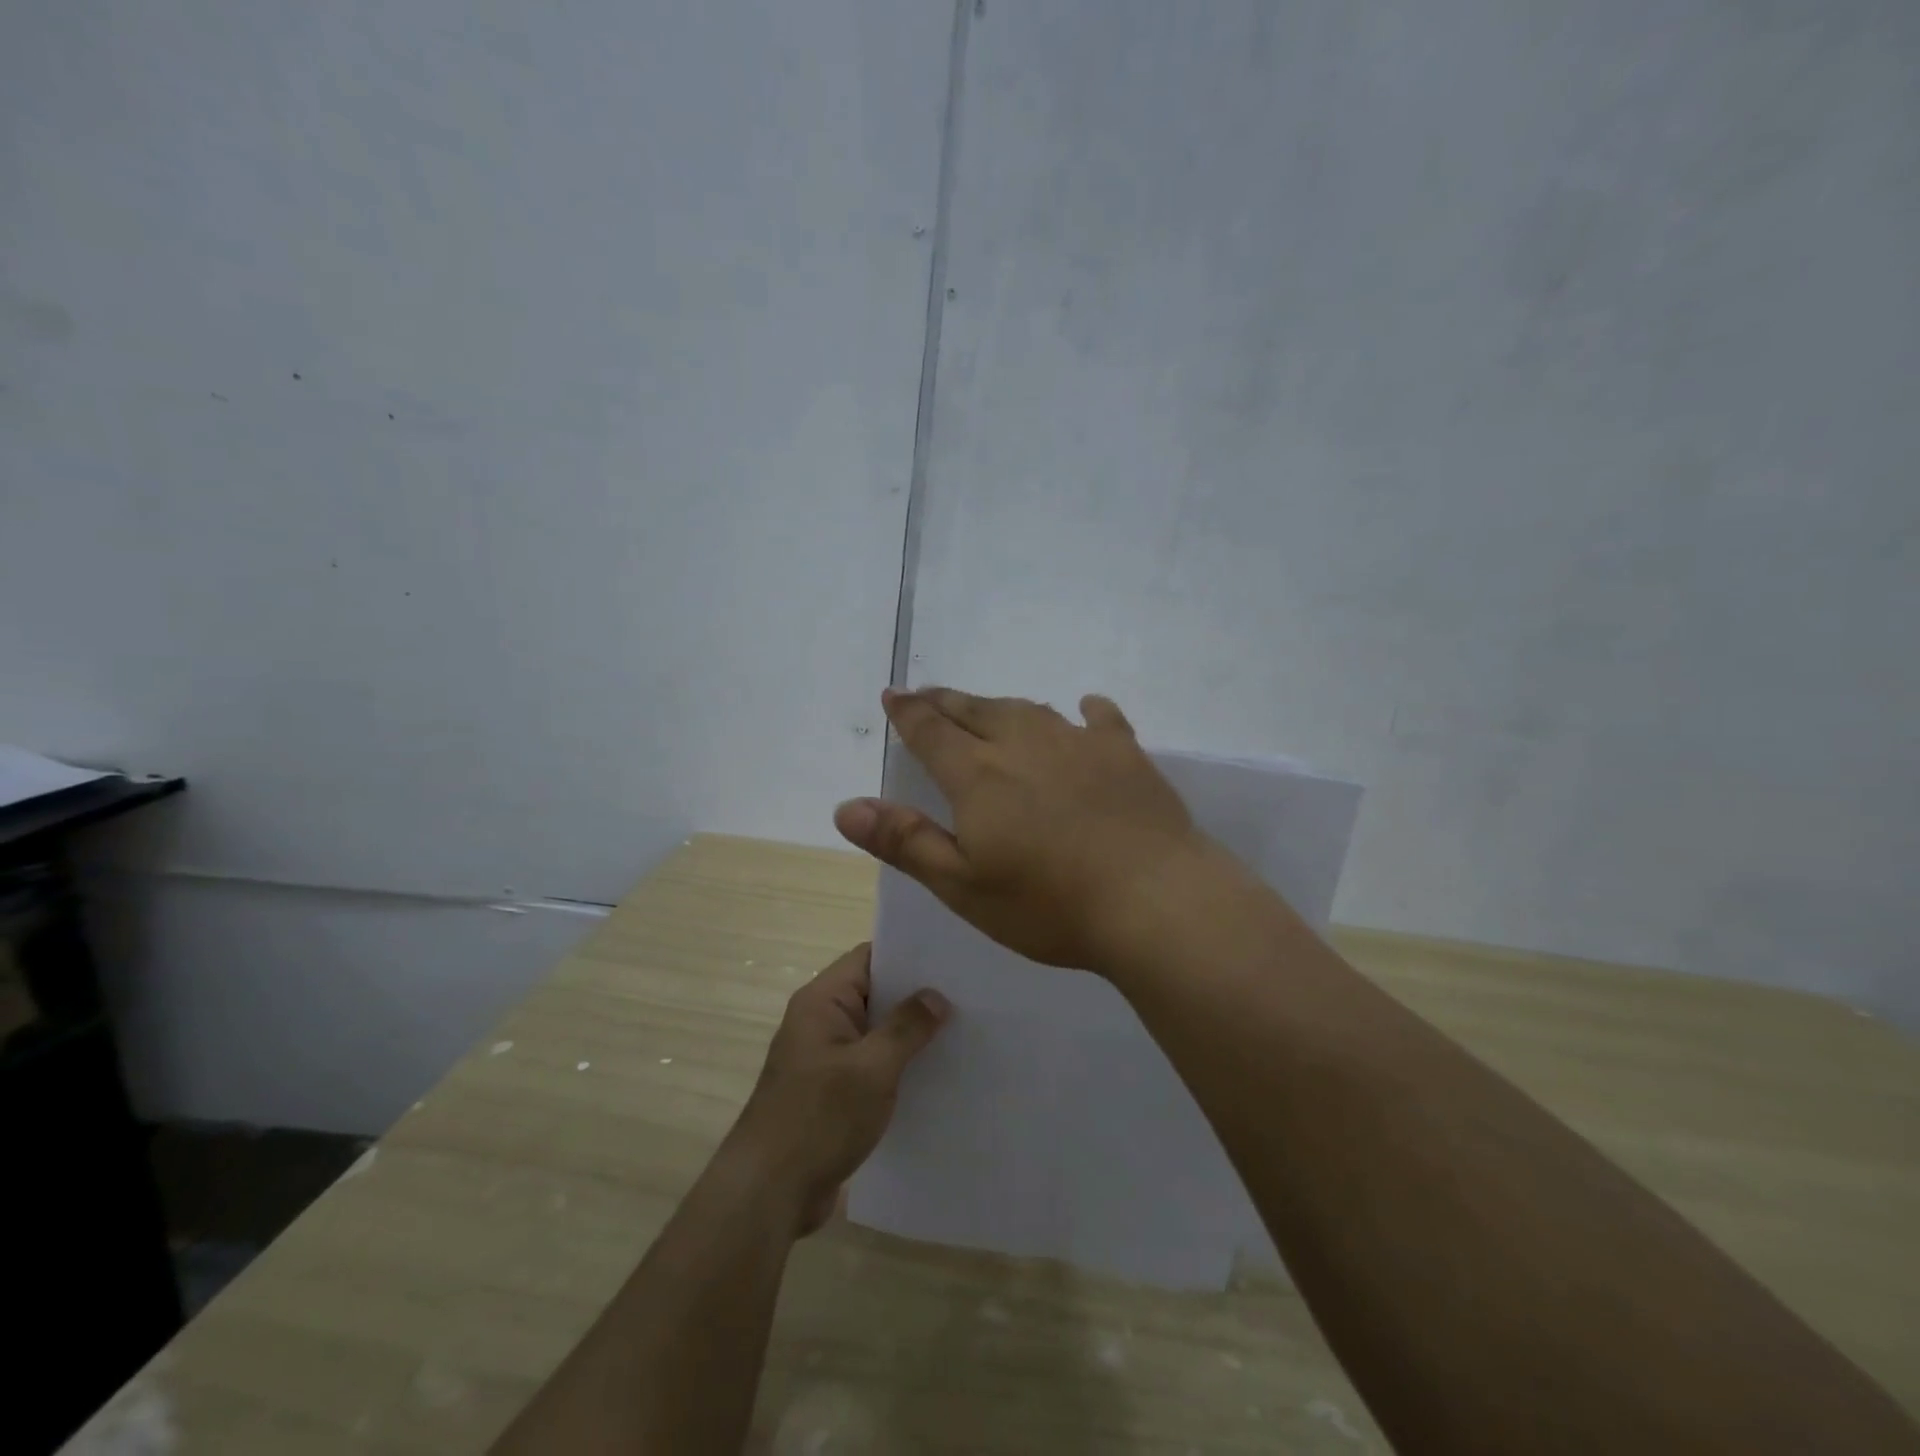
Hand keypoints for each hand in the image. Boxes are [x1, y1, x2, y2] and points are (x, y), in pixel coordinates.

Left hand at [725, 943, 949, 1235]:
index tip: (950, 959)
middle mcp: (820, 1022)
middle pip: (874, 994)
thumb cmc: (819, 1118)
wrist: (769, 1193)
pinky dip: (897, 1066)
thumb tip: (936, 997)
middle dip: (916, 996)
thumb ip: (906, 1028)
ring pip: (875, 1032)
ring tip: (960, 1032)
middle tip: (966, 995)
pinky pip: (870, 1065)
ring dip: (909, 1035)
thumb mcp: (871, 1068)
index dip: (907, 954)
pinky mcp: (830, 1093)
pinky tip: (933, 1076)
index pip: (868, 958)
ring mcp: (824, 1059)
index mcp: (822, 1002)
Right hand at [833, 687, 1218, 972]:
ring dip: (1001, 705)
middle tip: (928, 694)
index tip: (892, 695)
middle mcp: (1023, 743)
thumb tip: (846, 807)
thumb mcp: (963, 885)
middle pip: (976, 709)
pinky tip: (1085, 707)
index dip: (908, 712)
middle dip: (946, 701)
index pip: (931, 730)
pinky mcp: (1124, 753)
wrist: (1153, 899)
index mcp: (979, 774)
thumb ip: (905, 841)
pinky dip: (1086, 710)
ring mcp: (1078, 743)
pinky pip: (1100, 719)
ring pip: (1029, 709)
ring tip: (988, 706)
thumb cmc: (1049, 903)